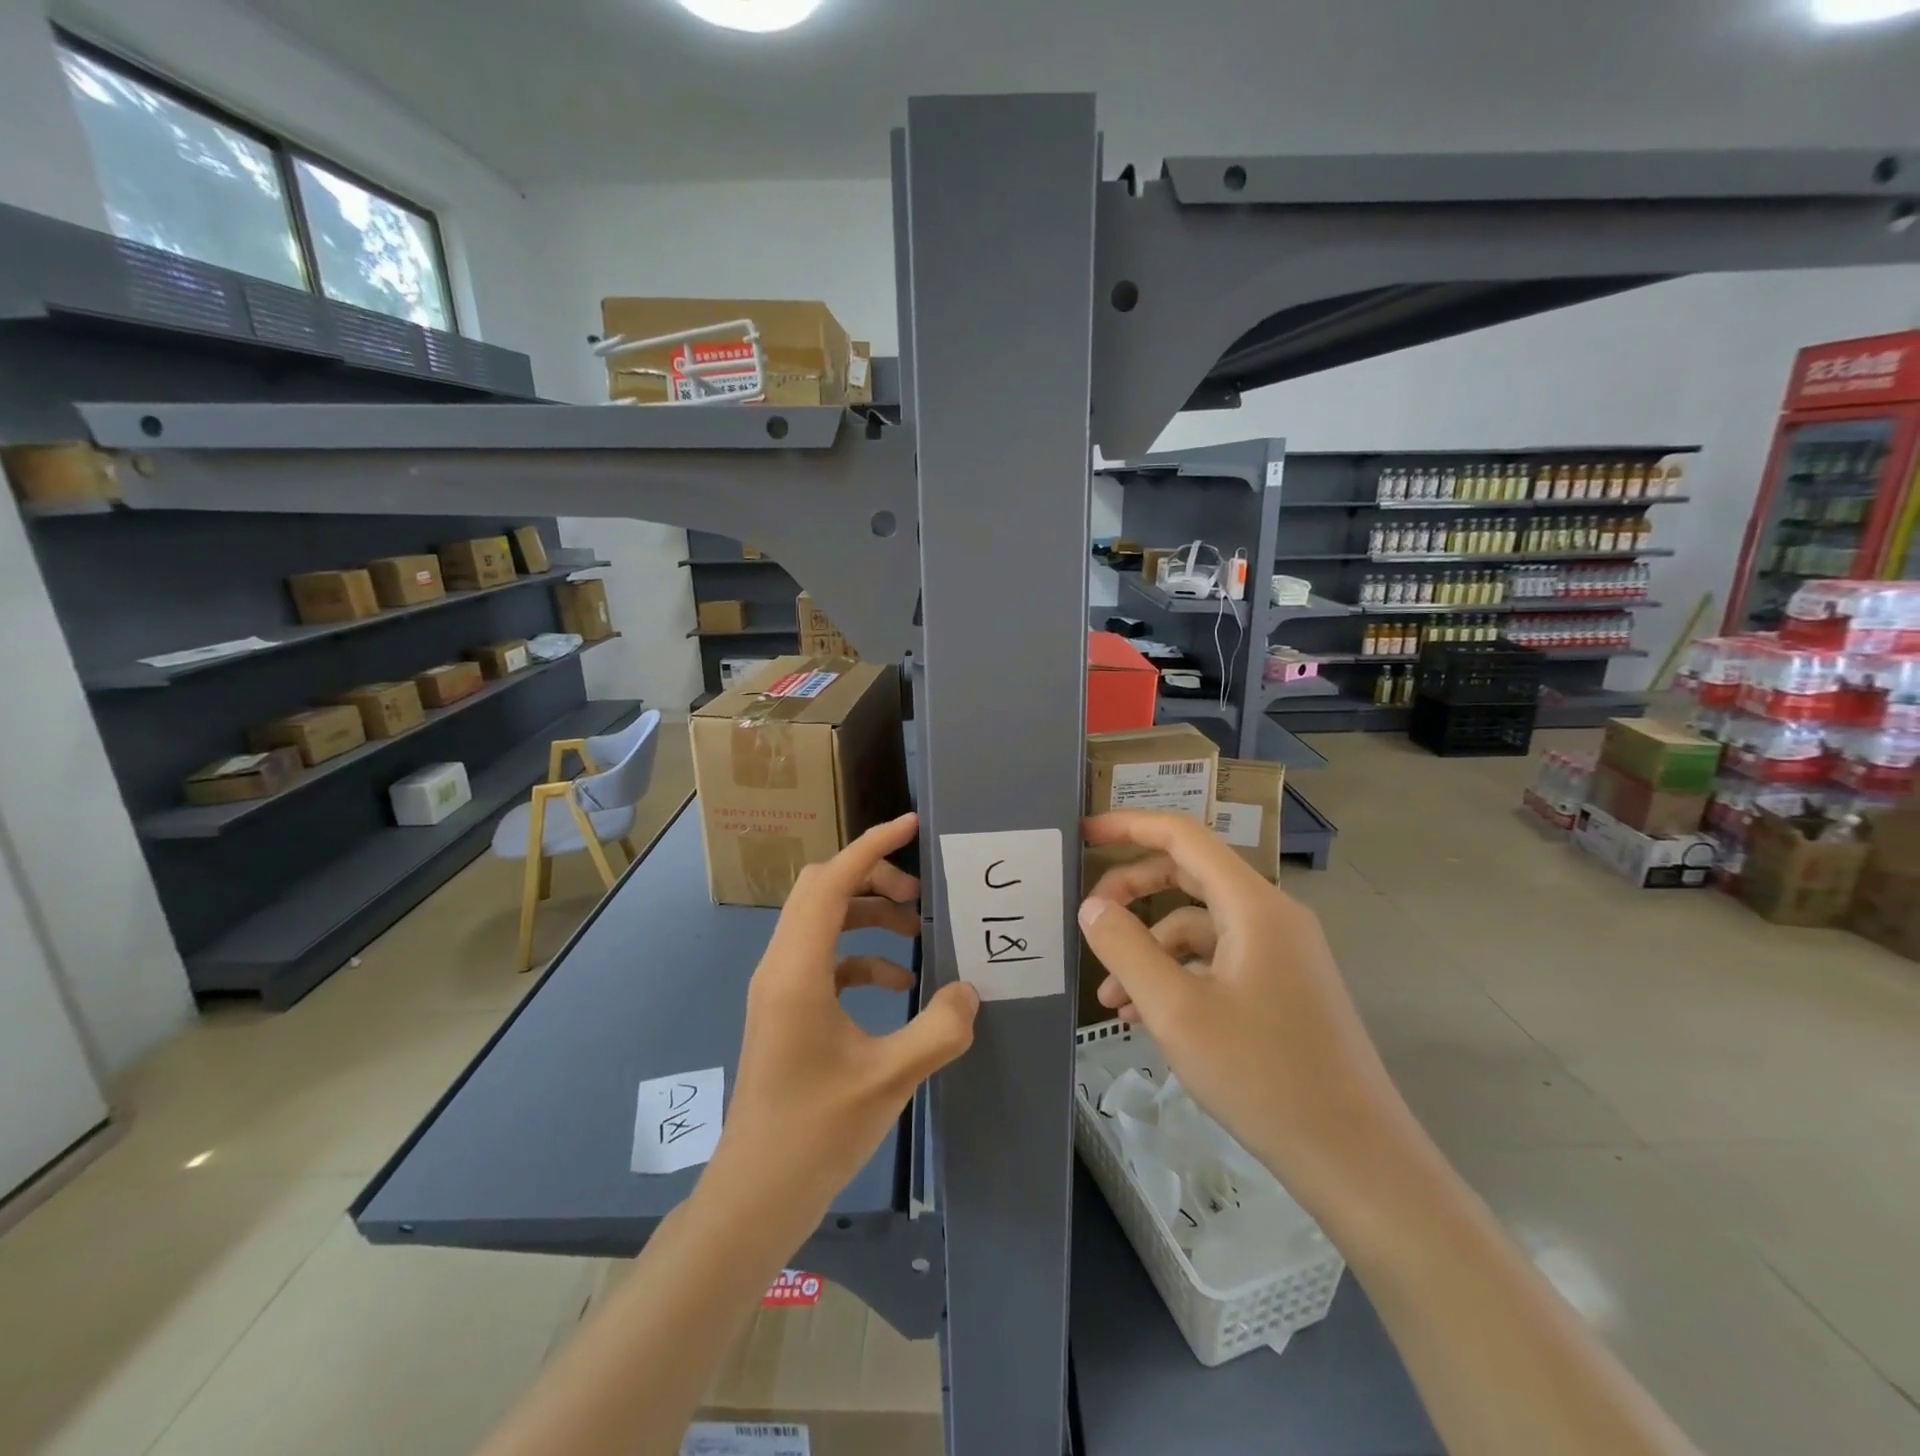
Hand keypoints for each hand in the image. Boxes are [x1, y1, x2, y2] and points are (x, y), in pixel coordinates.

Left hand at [710, 812, 978, 1229]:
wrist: (755, 1195)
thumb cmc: (816, 1133)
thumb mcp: (890, 1078)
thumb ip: (939, 1028)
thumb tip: (970, 991)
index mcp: (798, 969)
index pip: (833, 880)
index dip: (872, 845)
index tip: (912, 825)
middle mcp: (781, 965)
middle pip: (823, 889)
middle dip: (874, 878)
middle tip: (921, 894)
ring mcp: (779, 988)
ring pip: (823, 922)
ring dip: (869, 915)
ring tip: (918, 931)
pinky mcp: (786, 1010)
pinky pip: (825, 959)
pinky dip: (861, 956)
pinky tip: (899, 983)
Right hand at [1079, 810, 1419, 1222]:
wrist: (1355, 1159)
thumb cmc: (1263, 1076)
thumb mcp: (1176, 1011)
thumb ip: (1126, 948)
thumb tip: (1092, 907)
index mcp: (1254, 905)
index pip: (1183, 837)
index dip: (1130, 826)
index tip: (1084, 834)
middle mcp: (1271, 916)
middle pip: (1189, 876)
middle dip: (1133, 893)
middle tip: (1089, 918)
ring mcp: (1280, 953)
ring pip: (1199, 926)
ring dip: (1149, 949)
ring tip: (1111, 999)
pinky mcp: (1281, 987)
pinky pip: (1218, 960)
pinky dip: (1177, 975)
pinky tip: (1145, 1017)